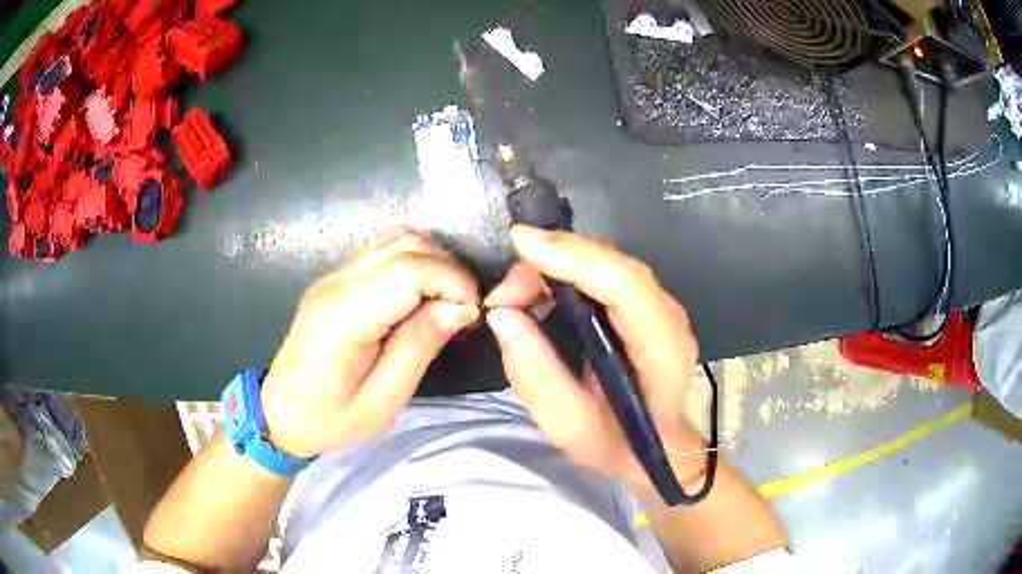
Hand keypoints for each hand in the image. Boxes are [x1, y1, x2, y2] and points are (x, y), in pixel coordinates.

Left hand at [261, 229, 479, 457]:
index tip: (471, 314)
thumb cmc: (329, 419)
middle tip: (462, 311)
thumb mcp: (382, 402)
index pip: (409, 269)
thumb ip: (418, 348)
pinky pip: (384, 250)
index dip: (452, 281)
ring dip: (433, 262)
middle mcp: (337, 283)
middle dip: (449, 270)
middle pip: (406, 244)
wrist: (279, 412)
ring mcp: (334, 275)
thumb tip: (461, 308)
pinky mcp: (336, 278)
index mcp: (344, 318)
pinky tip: (420, 296)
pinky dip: (414, 261)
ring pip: (397, 238)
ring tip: (444, 302)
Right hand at [484, 225, 702, 490]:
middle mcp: (669, 316)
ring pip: (605, 261)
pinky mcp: (645, 302)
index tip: (521, 241)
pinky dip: (565, 272)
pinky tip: (537, 293)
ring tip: (513, 298)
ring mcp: (660, 304)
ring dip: (554, 266)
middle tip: (503, 295)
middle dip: (551, 261)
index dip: (574, 256)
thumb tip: (502, 314)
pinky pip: (603, 271)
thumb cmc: (617, 443)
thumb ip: (535, 374)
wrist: (657, 445)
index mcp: (662, 350)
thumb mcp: (568, 426)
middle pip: (612, 264)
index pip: (625, 285)